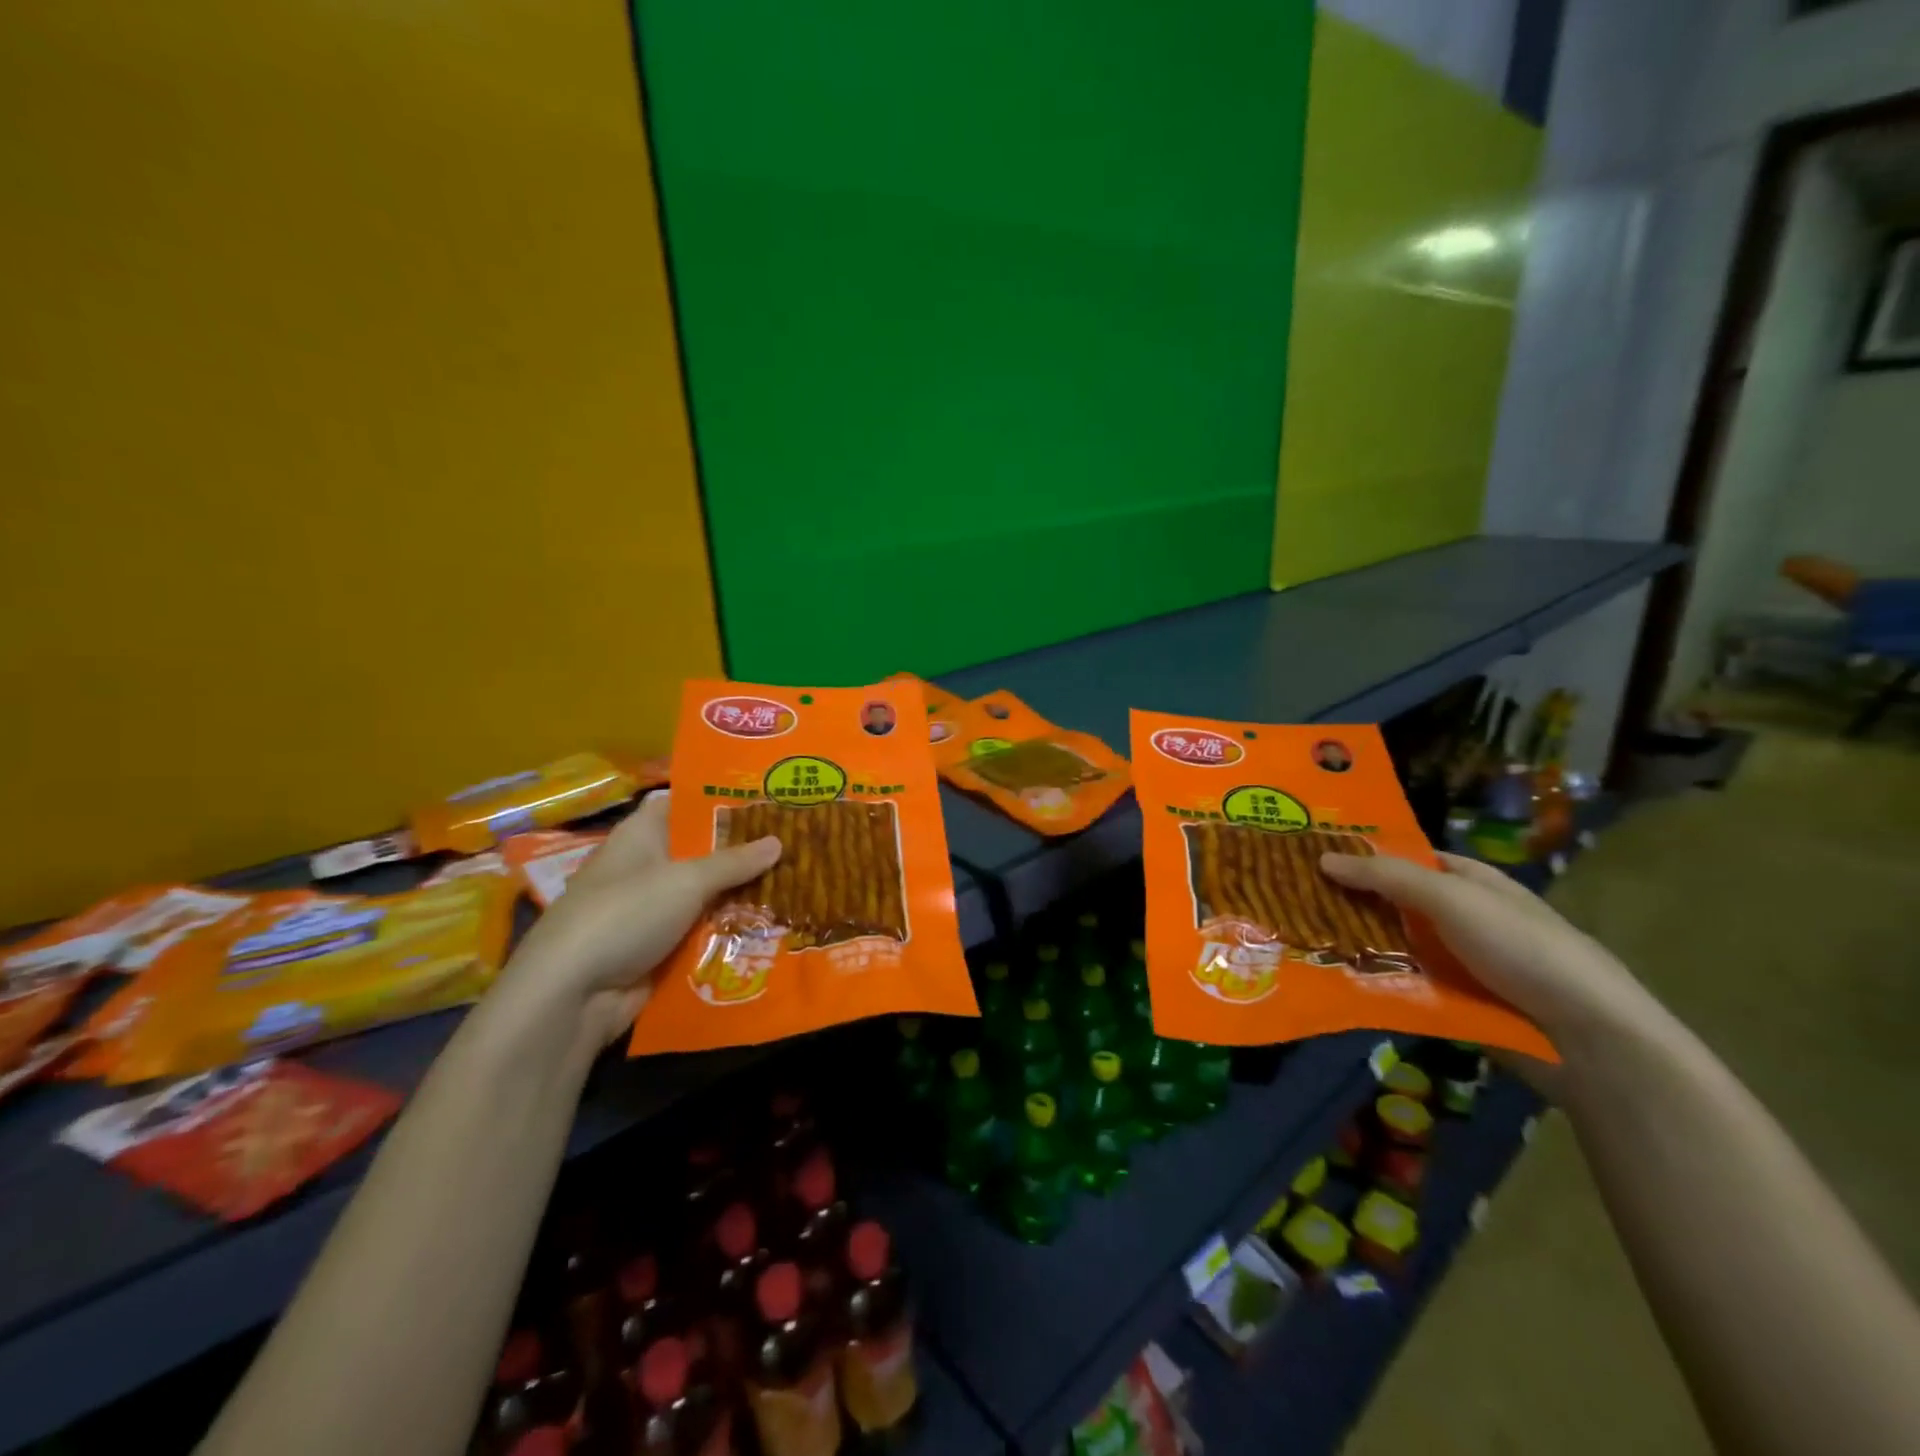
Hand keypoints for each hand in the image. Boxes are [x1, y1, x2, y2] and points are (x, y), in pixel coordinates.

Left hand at [494, 792, 780, 1052]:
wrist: (572, 995)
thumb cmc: (626, 914)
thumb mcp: (686, 880)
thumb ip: (735, 861)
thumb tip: (779, 841)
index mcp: (643, 834)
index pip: (686, 803)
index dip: (724, 799)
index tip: (770, 799)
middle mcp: (648, 866)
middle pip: (704, 851)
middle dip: (746, 851)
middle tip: (799, 843)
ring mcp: (653, 909)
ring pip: (709, 894)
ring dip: (744, 894)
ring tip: (800, 883)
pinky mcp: (660, 947)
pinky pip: (704, 930)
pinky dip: (731, 929)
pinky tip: (774, 925)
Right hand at [1319, 850, 1656, 1068]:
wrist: (1587, 1040)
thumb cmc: (1523, 949)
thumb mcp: (1453, 899)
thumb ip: (1387, 877)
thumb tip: (1322, 857)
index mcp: (1468, 881)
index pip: (1404, 857)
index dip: (1360, 854)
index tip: (1307, 855)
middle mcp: (1459, 917)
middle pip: (1391, 902)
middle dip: (1346, 900)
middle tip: (1287, 898)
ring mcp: (1454, 962)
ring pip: (1390, 944)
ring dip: (1352, 943)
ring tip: (1293, 937)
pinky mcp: (1449, 1003)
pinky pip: (1399, 983)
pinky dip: (1369, 980)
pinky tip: (1327, 977)